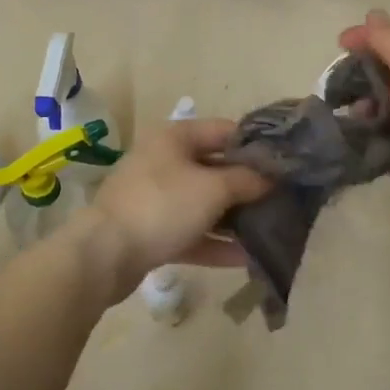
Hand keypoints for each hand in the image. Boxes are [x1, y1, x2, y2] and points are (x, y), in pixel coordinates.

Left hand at [75, 118, 270, 300]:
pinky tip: (246, 257)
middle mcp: (164, 161)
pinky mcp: (151, 231)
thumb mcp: (213, 188)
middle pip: (215, 168)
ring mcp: (156, 198)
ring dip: (234, 217)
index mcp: (175, 138)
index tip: (285, 163)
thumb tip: (271, 178)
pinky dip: (215, 242)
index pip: (225, 131)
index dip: (256, 145)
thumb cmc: (162, 206)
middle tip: (283, 199)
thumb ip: (246, 180)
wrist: (104, 254)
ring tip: (270, 230)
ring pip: (204, 203)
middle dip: (248, 185)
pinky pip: (191, 232)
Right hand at [338, 10, 389, 246]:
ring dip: (366, 109)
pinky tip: (351, 139)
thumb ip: (389, 39)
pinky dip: (369, 139)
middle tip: (338, 83)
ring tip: (348, 114)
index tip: (340, 44)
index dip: (374, 36)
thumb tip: (373, 15)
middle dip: (366, 75)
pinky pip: (387, 142)